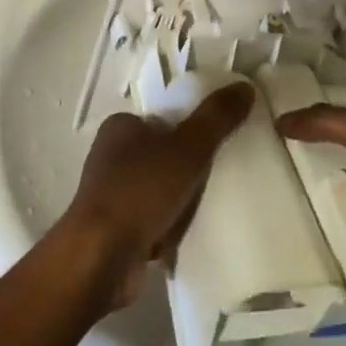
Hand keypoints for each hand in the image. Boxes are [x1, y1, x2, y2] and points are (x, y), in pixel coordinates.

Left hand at [61, 85, 254, 306]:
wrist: (100, 259)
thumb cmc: (141, 190)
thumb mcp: (189, 147)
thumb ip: (217, 117)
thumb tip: (246, 87)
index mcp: (120, 127)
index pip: (163, 120)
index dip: (190, 132)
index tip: (215, 148)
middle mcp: (110, 157)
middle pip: (163, 156)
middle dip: (188, 171)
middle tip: (216, 180)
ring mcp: (110, 196)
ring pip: (158, 191)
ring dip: (179, 203)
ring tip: (205, 211)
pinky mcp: (113, 231)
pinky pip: (151, 222)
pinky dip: (167, 229)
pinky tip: (186, 237)